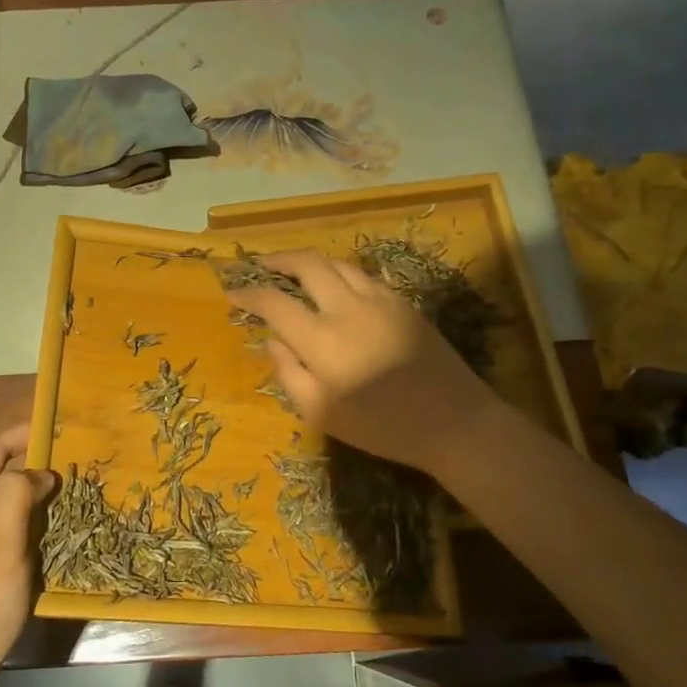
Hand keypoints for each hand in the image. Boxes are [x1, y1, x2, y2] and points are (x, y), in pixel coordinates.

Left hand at [0, 425, 56, 686]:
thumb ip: (16, 495)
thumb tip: (38, 473)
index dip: (23, 433)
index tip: (62, 427)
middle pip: (1, 476)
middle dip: (38, 466)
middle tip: (80, 464)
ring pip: (10, 508)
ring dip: (41, 500)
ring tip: (79, 496)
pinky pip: (12, 537)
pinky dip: (37, 530)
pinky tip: (61, 538)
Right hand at [227, 250, 500, 477]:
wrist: (453, 422)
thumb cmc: (381, 427)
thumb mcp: (321, 413)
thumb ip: (289, 373)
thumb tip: (272, 340)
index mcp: (322, 340)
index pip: (274, 302)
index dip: (248, 294)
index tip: (232, 293)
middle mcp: (347, 308)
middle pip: (307, 264)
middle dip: (278, 259)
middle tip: (261, 264)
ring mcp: (379, 300)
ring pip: (337, 263)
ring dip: (310, 261)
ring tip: (295, 270)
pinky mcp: (402, 302)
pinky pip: (363, 275)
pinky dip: (340, 272)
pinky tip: (336, 285)